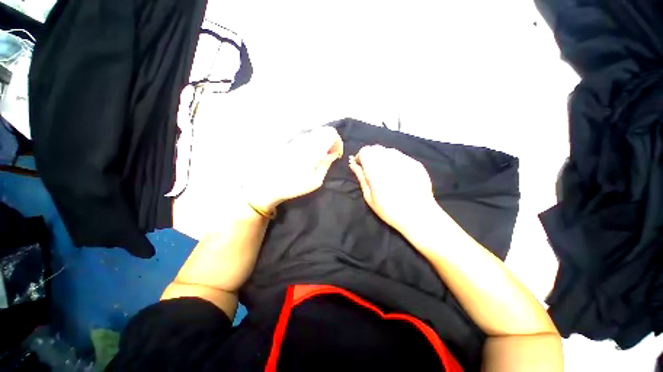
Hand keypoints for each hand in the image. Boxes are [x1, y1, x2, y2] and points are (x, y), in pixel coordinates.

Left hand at [244, 127, 342, 211]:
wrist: (268, 184)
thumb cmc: (293, 185)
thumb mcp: (315, 181)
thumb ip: (326, 165)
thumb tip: (332, 154)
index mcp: (313, 148)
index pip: (332, 133)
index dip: (338, 142)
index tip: (336, 155)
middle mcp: (305, 139)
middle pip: (324, 130)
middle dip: (331, 141)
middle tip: (329, 156)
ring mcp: (296, 138)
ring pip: (315, 132)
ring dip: (322, 141)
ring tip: (319, 157)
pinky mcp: (290, 141)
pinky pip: (307, 136)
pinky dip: (313, 142)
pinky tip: (309, 155)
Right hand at [349, 145, 437, 233]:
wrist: (418, 215)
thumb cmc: (389, 210)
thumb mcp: (369, 196)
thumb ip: (361, 177)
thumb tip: (353, 164)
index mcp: (376, 169)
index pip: (365, 151)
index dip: (361, 157)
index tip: (361, 167)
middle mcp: (390, 160)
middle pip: (376, 148)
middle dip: (371, 156)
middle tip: (373, 171)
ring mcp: (405, 160)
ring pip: (389, 151)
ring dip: (384, 158)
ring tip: (387, 173)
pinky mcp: (416, 163)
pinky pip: (401, 156)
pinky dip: (396, 162)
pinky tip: (399, 175)